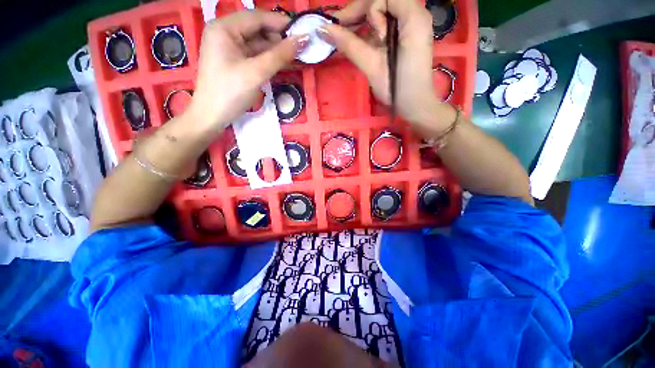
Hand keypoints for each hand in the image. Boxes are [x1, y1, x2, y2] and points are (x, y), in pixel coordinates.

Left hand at [187, 10, 308, 131]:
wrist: (212, 117)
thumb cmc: (230, 92)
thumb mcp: (256, 73)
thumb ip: (280, 55)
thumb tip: (304, 39)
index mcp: (225, 28)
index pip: (257, 18)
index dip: (281, 23)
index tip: (303, 30)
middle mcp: (226, 34)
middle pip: (258, 30)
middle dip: (280, 39)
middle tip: (302, 48)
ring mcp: (230, 49)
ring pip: (259, 45)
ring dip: (277, 51)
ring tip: (298, 57)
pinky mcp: (235, 63)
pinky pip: (256, 56)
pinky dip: (270, 60)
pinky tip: (284, 64)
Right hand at [325, 0, 442, 126]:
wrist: (415, 105)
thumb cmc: (397, 88)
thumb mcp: (372, 66)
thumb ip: (350, 45)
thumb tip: (325, 29)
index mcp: (412, 17)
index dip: (361, 8)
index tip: (344, 26)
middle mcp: (415, 14)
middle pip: (383, 0)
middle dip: (359, 12)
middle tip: (340, 28)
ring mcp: (412, 24)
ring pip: (383, 10)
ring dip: (363, 21)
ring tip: (346, 35)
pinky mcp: (407, 35)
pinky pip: (386, 23)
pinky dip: (371, 29)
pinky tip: (359, 39)